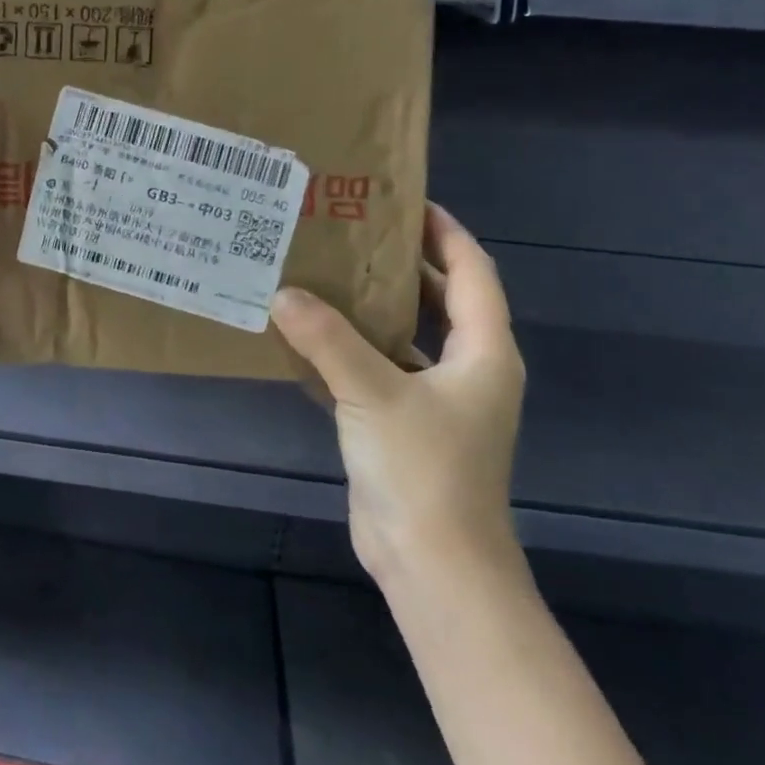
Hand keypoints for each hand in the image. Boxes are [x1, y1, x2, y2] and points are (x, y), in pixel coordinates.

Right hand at [271, 203, 524, 591]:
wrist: (433, 564)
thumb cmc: (422, 469)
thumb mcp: (373, 394)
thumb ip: (327, 339)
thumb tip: (281, 293)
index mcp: (483, 352)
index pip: (472, 272)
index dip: (445, 232)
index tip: (404, 201)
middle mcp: (467, 370)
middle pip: (440, 299)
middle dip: (402, 264)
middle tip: (351, 232)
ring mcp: (437, 401)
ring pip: (407, 336)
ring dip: (371, 308)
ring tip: (324, 273)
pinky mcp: (406, 426)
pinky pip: (379, 371)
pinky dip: (351, 351)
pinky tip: (308, 337)